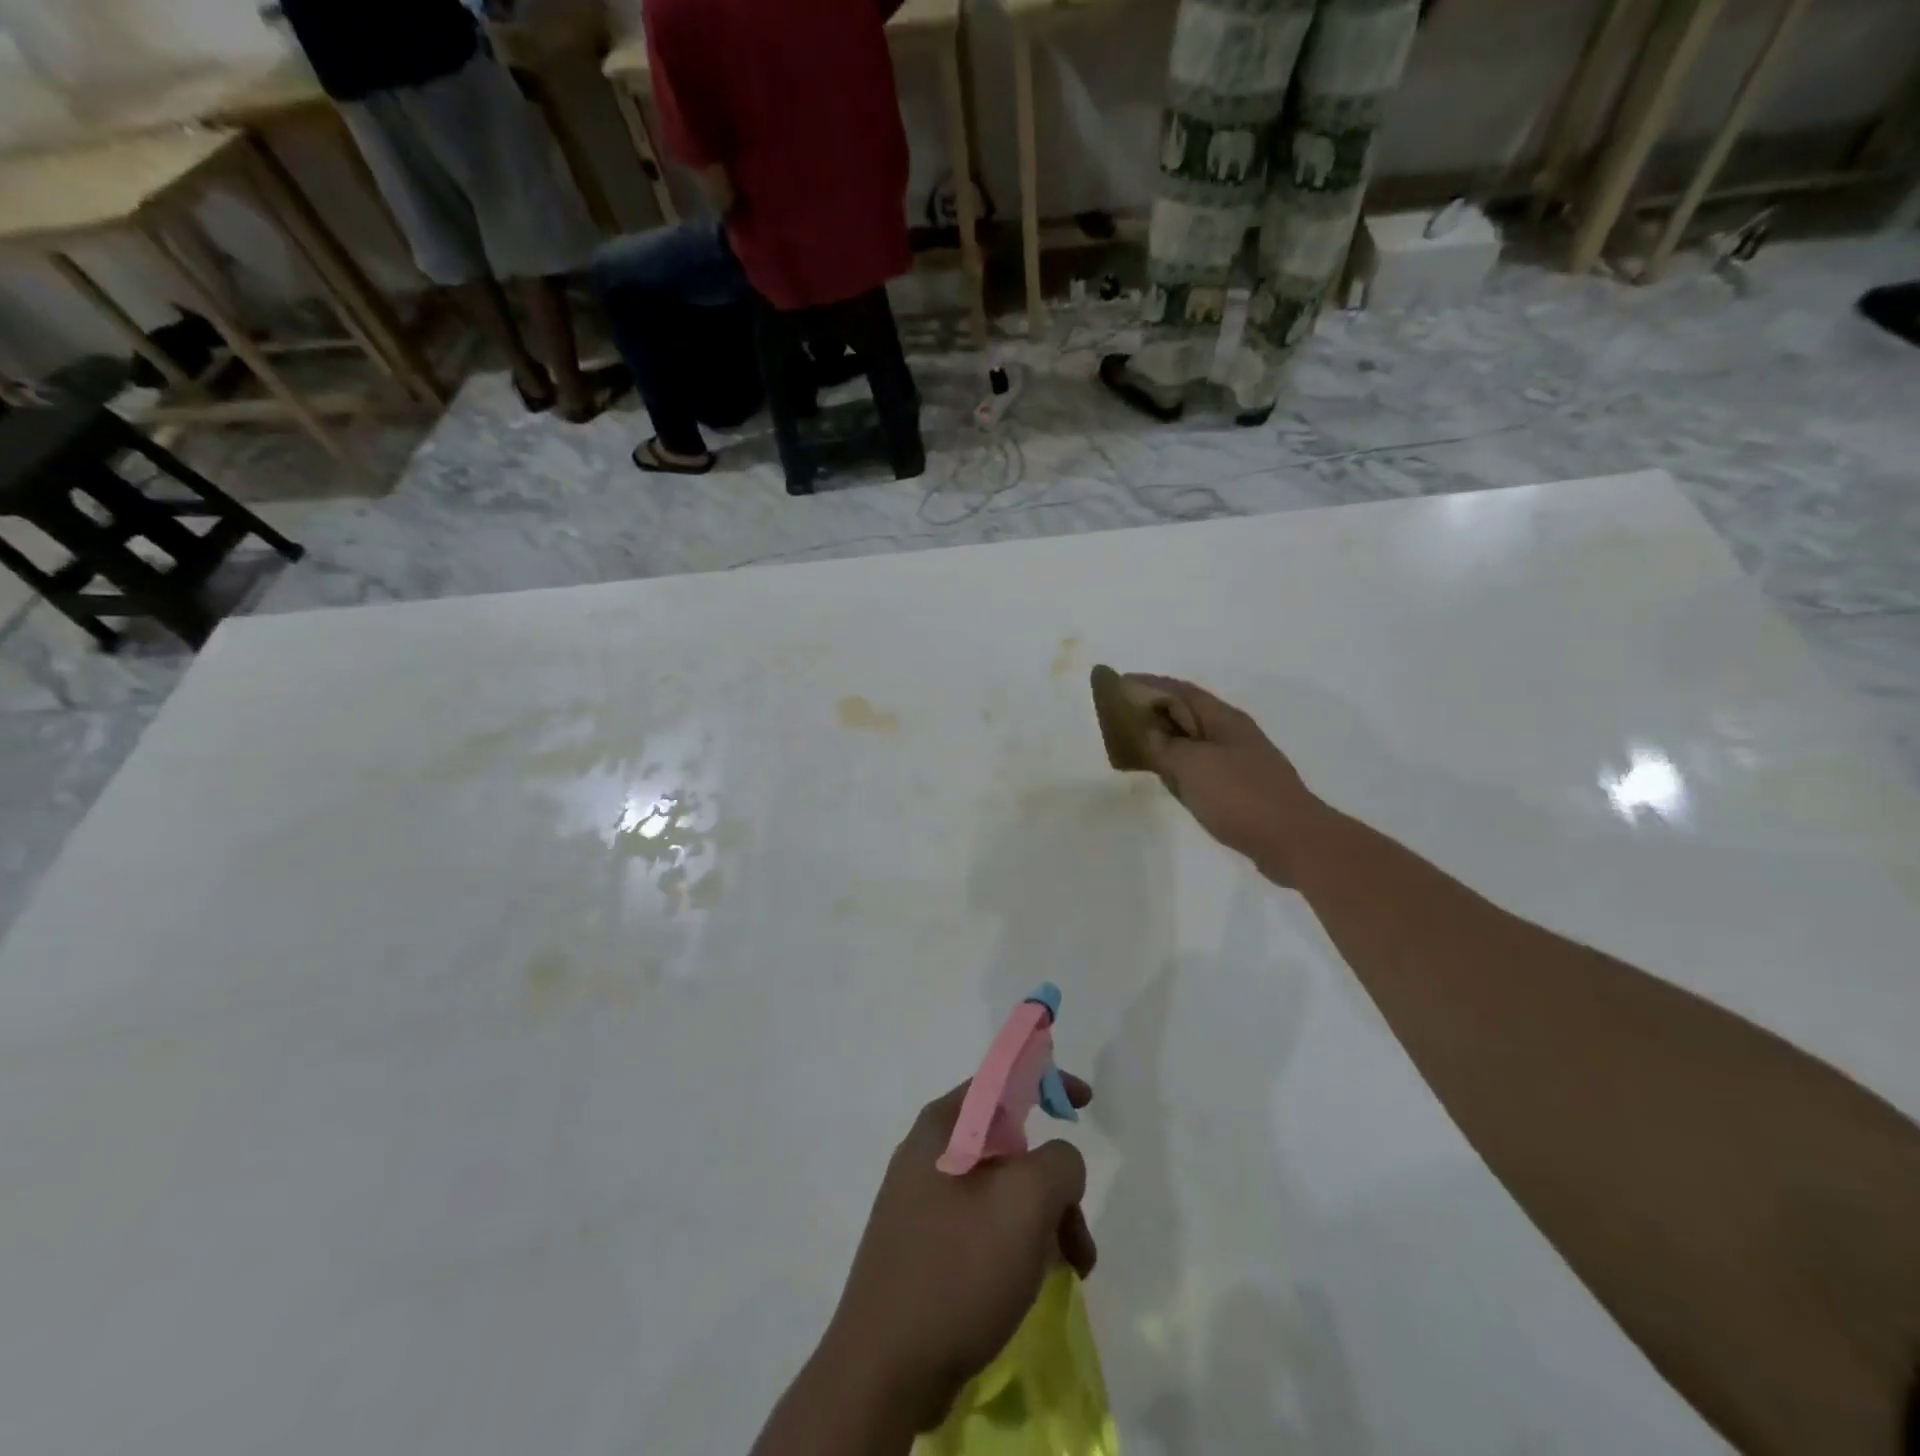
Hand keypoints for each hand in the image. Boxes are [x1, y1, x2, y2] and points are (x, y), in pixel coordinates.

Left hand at [816, 1078, 1095, 1434]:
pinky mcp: (924, 1248)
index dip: (1047, 1081)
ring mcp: (922, 1203)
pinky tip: (1033, 1283)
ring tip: (1071, 1268)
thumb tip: (1059, 1164)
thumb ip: (1059, 1162)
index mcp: (943, 1126)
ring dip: (1043, 1221)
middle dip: (1054, 1183)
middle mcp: (929, 1153)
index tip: (1085, 1104)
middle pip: (1009, 1144)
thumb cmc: (957, 1269)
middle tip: (1078, 1231)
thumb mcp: (1025, 1202)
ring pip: (1001, 1191)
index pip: (1001, 1080)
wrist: (883, 1372)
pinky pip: (983, 1226)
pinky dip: (1018, 1244)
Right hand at [1130, 674, 1318, 884]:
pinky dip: (1179, 766)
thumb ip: (1164, 746)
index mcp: (1224, 719)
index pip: (1181, 690)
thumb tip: (1146, 732)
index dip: (1149, 684)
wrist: (1293, 841)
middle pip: (1188, 713)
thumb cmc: (1240, 796)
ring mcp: (1240, 762)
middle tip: (1119, 715)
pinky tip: (1168, 777)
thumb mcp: (1193, 766)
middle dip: (1155, 709)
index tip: (1120, 682)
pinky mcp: (1241, 789)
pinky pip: (1201, 767)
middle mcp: (1233, 734)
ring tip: (1136, 742)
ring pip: (1194, 742)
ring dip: (1167, 739)